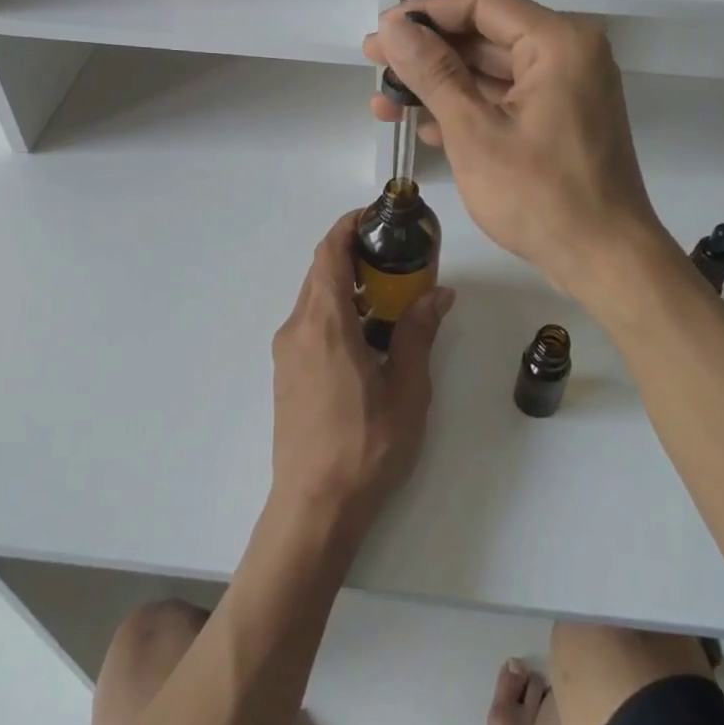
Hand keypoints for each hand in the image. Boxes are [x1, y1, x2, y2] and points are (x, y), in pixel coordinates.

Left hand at [270, 212, 453, 540]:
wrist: (314, 507)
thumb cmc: (366, 447)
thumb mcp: (406, 389)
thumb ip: (417, 334)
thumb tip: (437, 294)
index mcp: (324, 324)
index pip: (328, 253)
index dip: (348, 226)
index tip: (377, 217)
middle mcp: (296, 329)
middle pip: (320, 273)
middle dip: (354, 255)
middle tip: (397, 257)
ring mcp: (286, 354)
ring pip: (314, 299)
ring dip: (346, 286)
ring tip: (388, 295)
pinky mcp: (286, 375)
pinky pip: (310, 325)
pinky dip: (336, 312)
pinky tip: (366, 335)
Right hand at [363, 0, 666, 301]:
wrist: (605, 260)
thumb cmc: (539, 196)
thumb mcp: (474, 132)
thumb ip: (432, 73)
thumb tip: (393, 27)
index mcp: (559, 42)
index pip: (482, 2)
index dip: (425, 12)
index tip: (382, 34)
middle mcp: (570, 53)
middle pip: (486, 35)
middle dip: (428, 53)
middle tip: (375, 67)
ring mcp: (569, 89)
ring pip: (494, 70)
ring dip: (442, 85)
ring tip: (387, 104)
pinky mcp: (563, 120)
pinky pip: (509, 99)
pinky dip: (470, 108)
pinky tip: (428, 129)